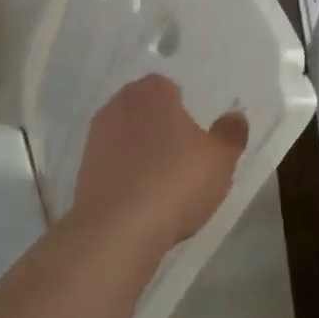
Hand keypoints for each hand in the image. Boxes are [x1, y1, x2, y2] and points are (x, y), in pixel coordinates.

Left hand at [69, 74, 248, 251]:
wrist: (116, 230)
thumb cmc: (175, 182)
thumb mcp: (220, 159)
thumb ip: (230, 133)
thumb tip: (235, 116)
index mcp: (152, 92)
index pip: (169, 87)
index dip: (184, 109)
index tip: (197, 136)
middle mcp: (119, 105)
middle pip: (146, 110)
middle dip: (162, 128)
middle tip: (185, 158)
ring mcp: (96, 137)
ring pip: (128, 137)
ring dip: (143, 152)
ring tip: (165, 183)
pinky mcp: (83, 169)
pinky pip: (113, 164)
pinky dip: (127, 174)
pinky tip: (142, 200)